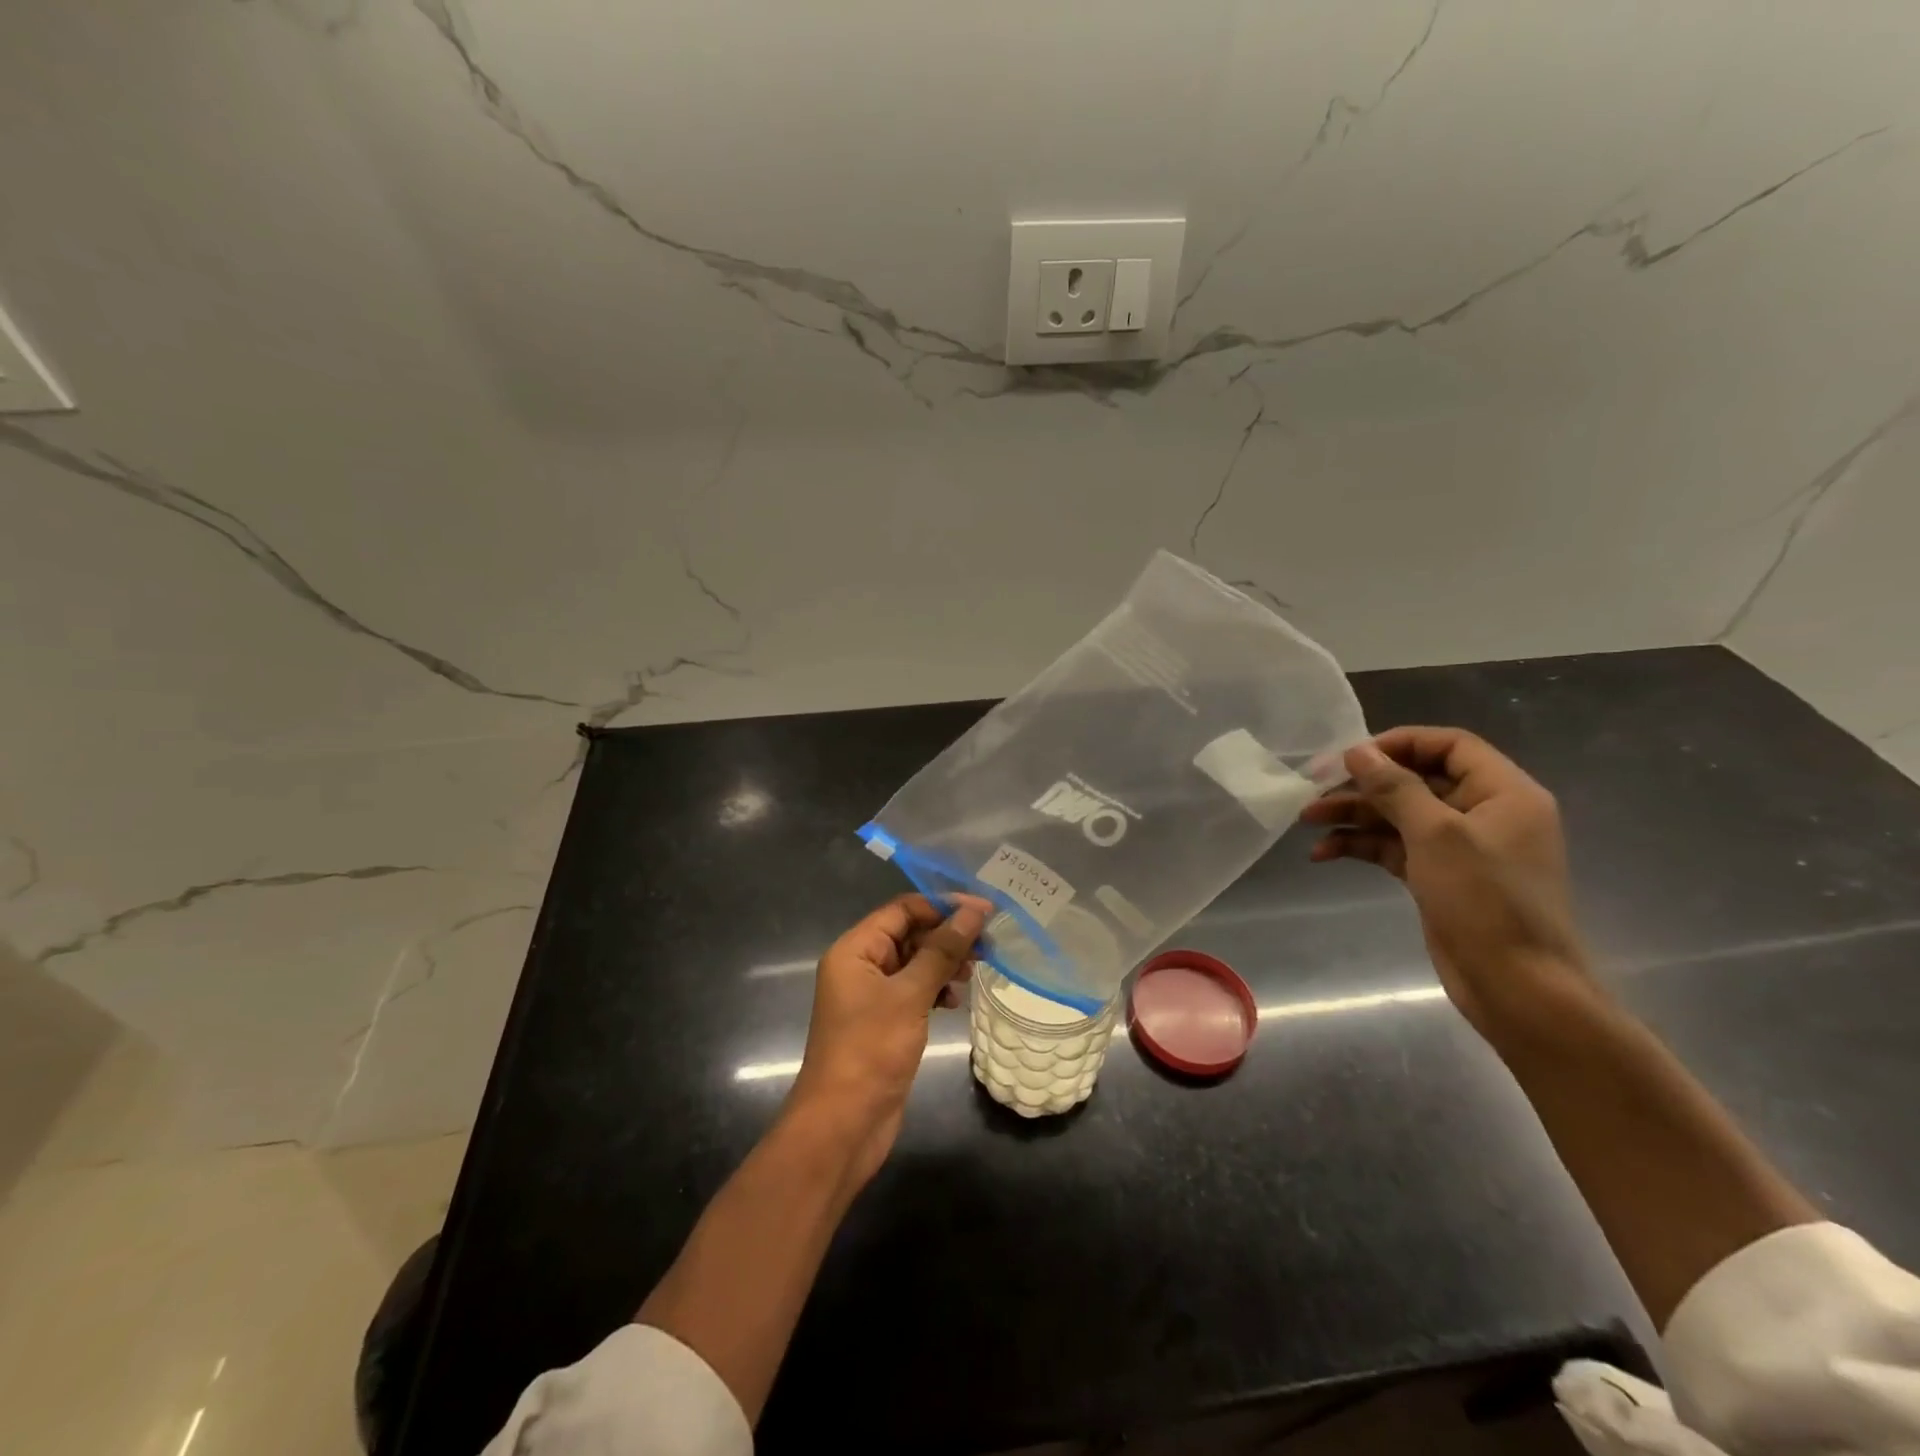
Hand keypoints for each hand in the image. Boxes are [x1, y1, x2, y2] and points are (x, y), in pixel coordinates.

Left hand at [788, 894, 987, 1185]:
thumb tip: (972, 912)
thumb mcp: (909, 995)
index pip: (902, 909)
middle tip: (988, 944)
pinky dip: (936, 989)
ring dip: (945, 962)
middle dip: (947, 935)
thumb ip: (941, 951)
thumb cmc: (871, 1050)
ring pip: (914, 962)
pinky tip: (955, 1001)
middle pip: (909, 933)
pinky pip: (914, 990)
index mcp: (855, 949)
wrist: (843, 1125)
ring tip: (975, 971)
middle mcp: (860, 965)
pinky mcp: (884, 1021)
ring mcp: (871, 996)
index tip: (983, 910)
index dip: (942, 906)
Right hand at [1300, 726, 1587, 1035]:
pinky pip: (1395, 848)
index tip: (1350, 755)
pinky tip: (1324, 853)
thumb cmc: (1486, 901)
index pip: (1449, 746)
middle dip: (1364, 784)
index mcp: (1504, 792)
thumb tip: (1358, 751)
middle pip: (1416, 781)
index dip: (1398, 743)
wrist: (1517, 987)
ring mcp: (1461, 848)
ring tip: (1306, 821)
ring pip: (1399, 816)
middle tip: (1313, 788)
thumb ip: (1395, 788)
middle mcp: (1484, 813)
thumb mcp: (1437, 835)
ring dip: (1354, 815)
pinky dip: (1362, 846)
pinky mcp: (1439, 877)